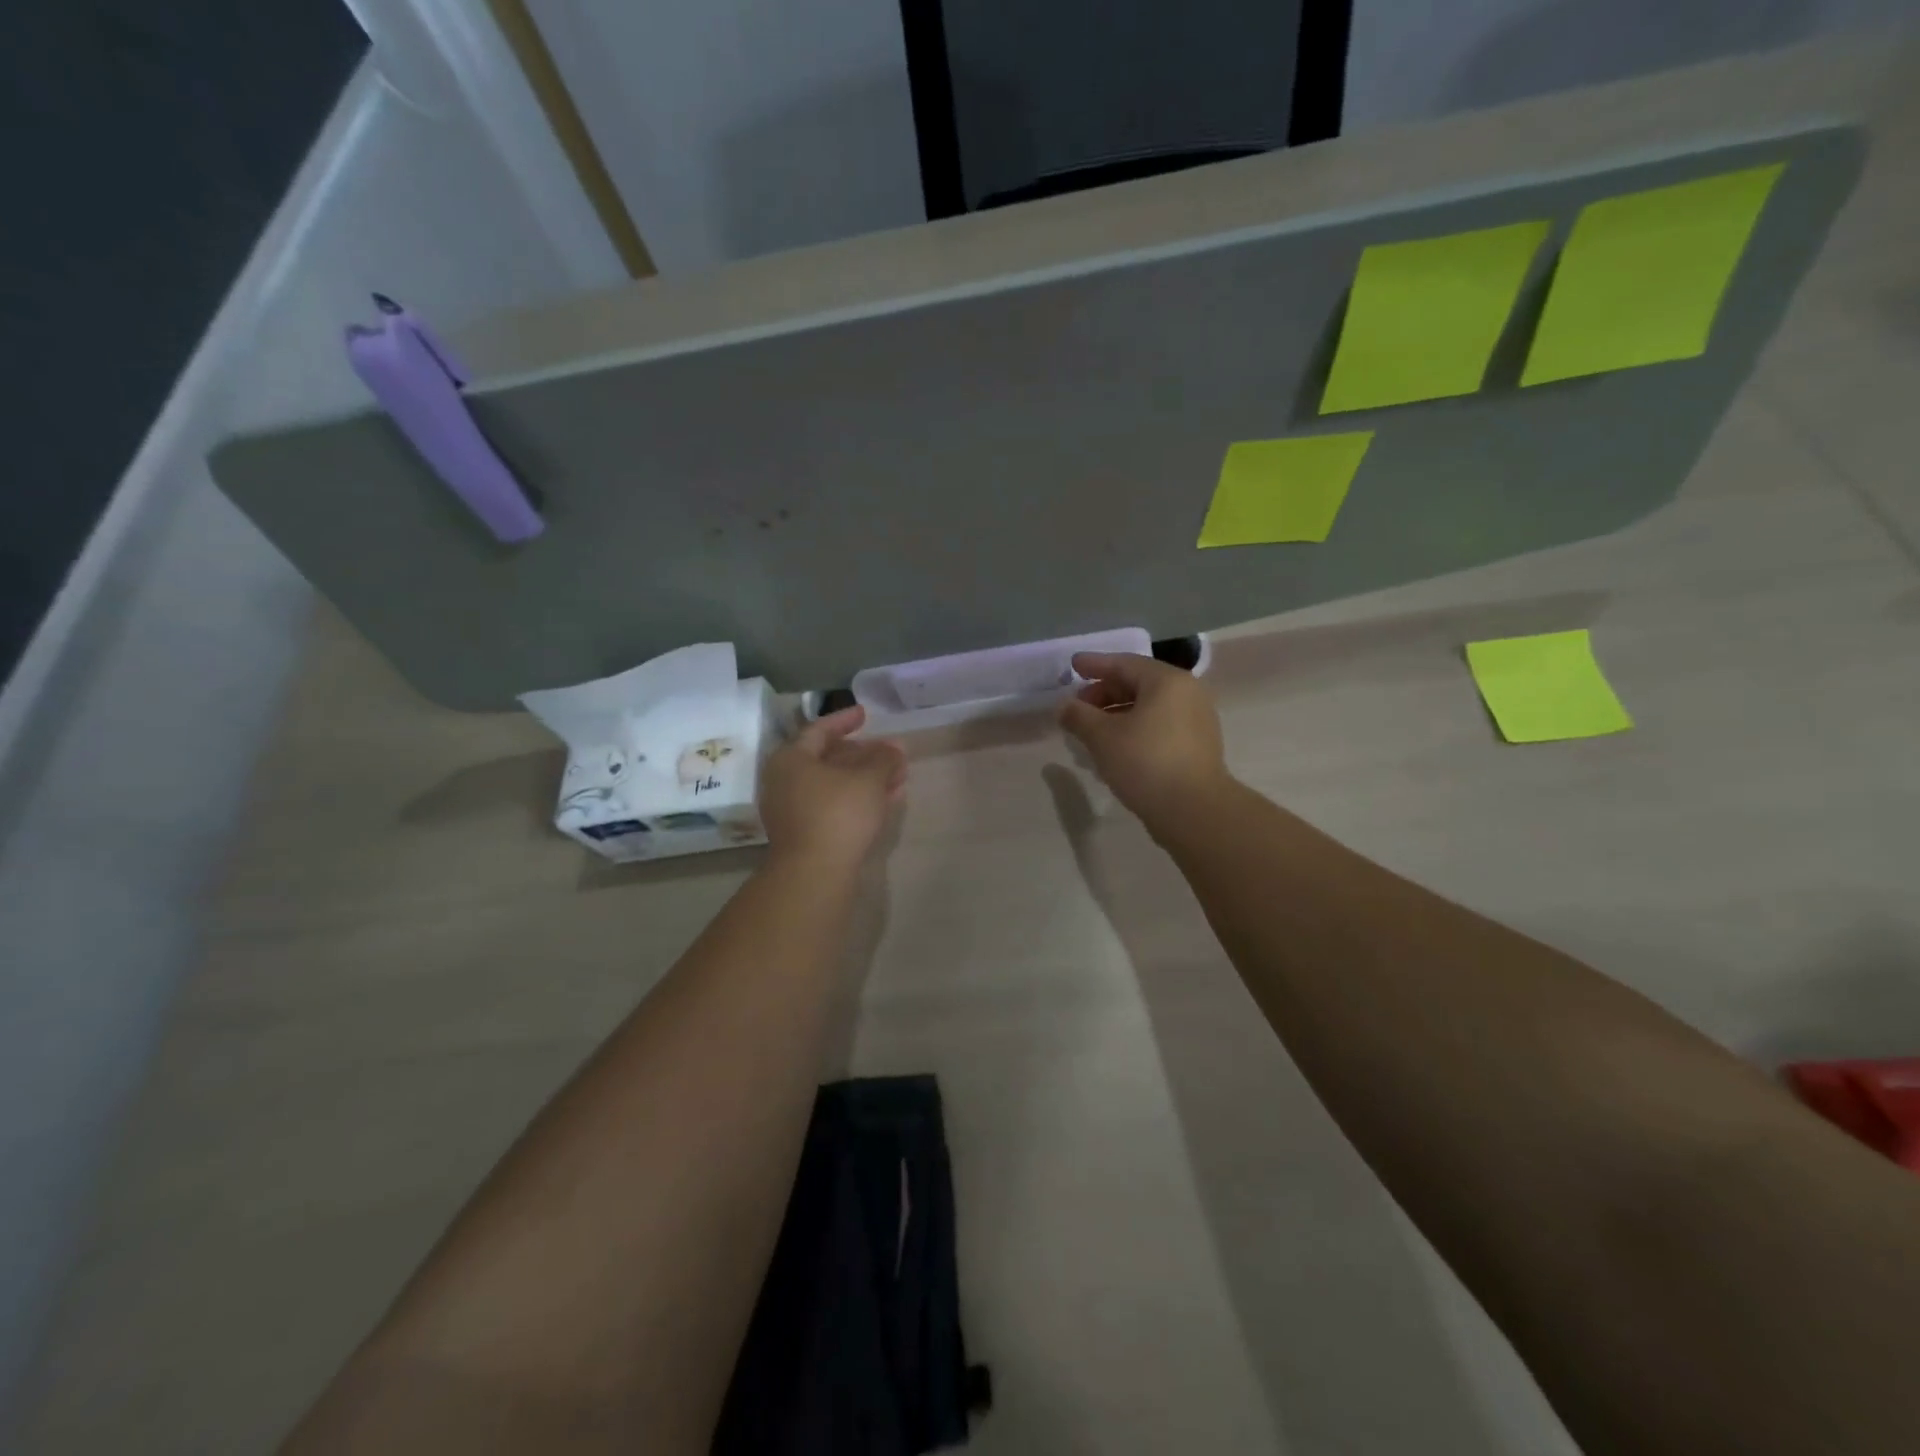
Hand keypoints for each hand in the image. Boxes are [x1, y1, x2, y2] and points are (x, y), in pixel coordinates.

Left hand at [760, 706, 906, 871]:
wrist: (814, 874)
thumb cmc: (838, 814)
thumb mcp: (868, 780)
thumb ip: (884, 759)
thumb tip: (895, 748)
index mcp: (791, 759)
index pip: (819, 729)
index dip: (846, 720)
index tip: (867, 714)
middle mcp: (785, 781)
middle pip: (828, 759)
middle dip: (864, 754)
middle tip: (891, 751)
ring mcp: (793, 810)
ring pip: (834, 785)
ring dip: (866, 778)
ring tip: (898, 776)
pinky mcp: (805, 834)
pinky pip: (834, 806)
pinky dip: (858, 799)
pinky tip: (886, 800)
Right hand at [1058, 652, 1229, 826]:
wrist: (1193, 810)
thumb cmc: (1145, 762)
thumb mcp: (1102, 737)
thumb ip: (1079, 716)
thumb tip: (1064, 706)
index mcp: (1166, 681)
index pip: (1124, 663)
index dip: (1094, 665)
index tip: (1072, 666)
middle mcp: (1187, 693)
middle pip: (1138, 683)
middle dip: (1105, 692)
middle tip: (1079, 706)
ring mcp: (1197, 719)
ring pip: (1149, 707)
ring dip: (1118, 713)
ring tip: (1092, 730)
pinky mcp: (1198, 745)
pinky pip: (1160, 725)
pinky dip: (1135, 727)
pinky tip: (1116, 746)